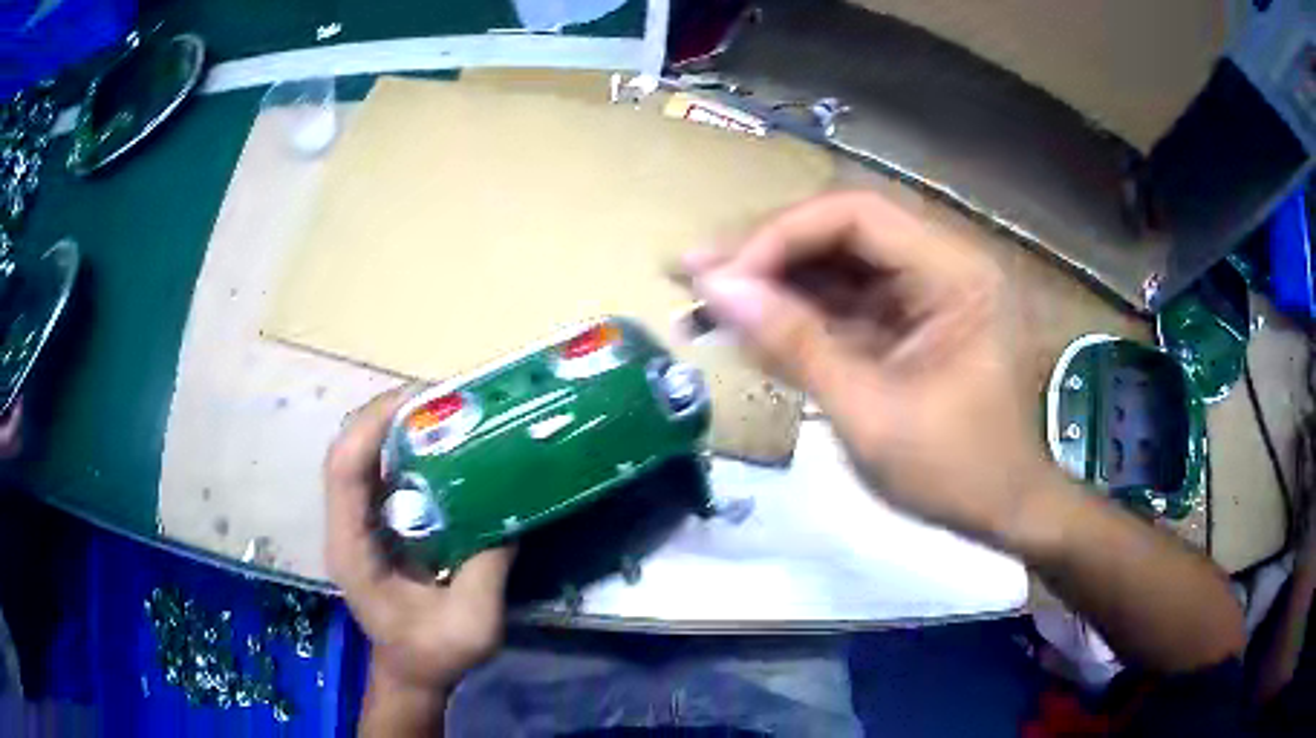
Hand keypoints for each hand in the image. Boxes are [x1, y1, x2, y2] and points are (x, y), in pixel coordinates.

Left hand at [325, 388, 513, 691]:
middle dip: (390, 415)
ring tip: (448, 414)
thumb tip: (510, 512)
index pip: (344, 470)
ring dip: (399, 427)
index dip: (372, 426)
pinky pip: (384, 473)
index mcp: (352, 549)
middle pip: (350, 450)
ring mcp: (359, 523)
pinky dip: (409, 450)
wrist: (413, 672)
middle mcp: (347, 526)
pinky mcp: (377, 524)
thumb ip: (486, 571)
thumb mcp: (471, 624)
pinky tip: (445, 448)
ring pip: (364, 455)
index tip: (421, 401)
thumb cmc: (434, 654)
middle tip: (445, 401)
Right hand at [686, 191, 1054, 543]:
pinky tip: (747, 328)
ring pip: (836, 264)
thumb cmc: (956, 473)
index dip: (781, 235)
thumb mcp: (872, 415)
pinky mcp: (908, 321)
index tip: (721, 278)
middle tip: (691, 276)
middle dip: (765, 254)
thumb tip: (715, 290)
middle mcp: (942, 264)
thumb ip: (795, 346)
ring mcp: (925, 292)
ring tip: (704, 303)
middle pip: (840, 231)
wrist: (1004, 512)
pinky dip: (796, 315)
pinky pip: (845, 302)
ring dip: (773, 282)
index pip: (855, 215)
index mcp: (955, 274)